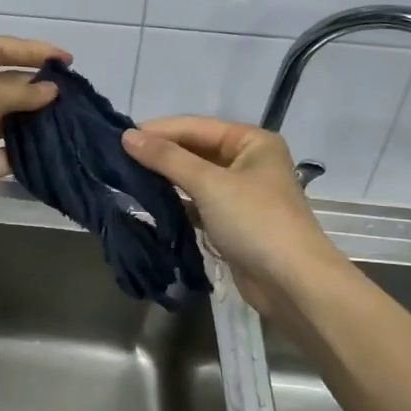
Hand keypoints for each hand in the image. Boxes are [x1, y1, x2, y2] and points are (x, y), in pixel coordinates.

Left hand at [0, 37, 68, 240]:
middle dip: (37, 85)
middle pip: (6, 83)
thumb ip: (18, 92)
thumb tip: (51, 90)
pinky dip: (29, 150)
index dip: (31, 50)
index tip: (66, 60)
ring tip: (71, 118)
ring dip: (37, 117)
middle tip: (74, 93)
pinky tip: (54, 148)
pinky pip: (9, 152)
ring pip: (10, 118)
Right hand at [121, 117, 349, 325]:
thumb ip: (167, 158)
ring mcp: (241, 193)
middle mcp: (248, 161)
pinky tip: (149, 202)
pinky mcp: (233, 221)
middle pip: (195, 150)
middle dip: (160, 154)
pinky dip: (176, 201)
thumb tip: (126, 136)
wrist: (292, 283)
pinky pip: (197, 202)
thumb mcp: (209, 184)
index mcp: (252, 141)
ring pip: (195, 177)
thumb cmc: (256, 222)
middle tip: (118, 157)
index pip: (196, 127)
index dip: (158, 130)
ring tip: (126, 176)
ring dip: (165, 177)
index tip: (120, 137)